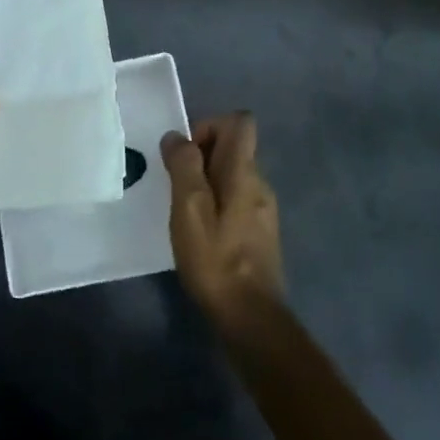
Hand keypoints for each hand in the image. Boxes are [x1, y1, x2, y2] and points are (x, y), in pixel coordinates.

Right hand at [162, 113, 284, 326]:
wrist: (250, 318)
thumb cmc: (216, 260)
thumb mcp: (189, 209)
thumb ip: (184, 167)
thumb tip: (177, 137)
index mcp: (244, 173)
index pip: (240, 122)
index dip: (210, 125)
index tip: (187, 154)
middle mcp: (260, 184)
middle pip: (233, 147)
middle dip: (201, 156)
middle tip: (177, 188)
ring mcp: (263, 209)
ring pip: (232, 174)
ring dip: (206, 181)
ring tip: (184, 212)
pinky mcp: (260, 232)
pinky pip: (236, 198)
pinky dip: (216, 202)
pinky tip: (200, 233)